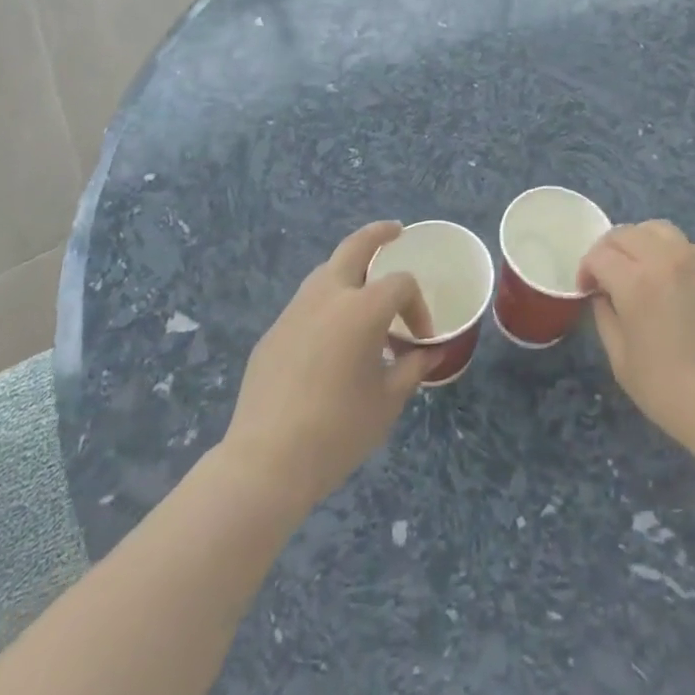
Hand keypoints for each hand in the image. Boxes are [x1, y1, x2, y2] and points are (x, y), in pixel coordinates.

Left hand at [219, 221, 435, 511]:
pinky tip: (330, 339)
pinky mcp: (272, 333)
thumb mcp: (387, 402)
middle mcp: (328, 297)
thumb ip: (412, 369)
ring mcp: (294, 312)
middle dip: (378, 235)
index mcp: (363, 308)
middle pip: (355, 247)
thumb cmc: (338, 431)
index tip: (421, 340)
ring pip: (325, 272)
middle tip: (395, 231)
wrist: (266, 463)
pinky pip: (306, 305)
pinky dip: (325, 305)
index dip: (418, 308)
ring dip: (348, 270)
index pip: (401, 286)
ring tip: (363, 290)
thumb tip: (428, 353)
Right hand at [579, 220, 694, 458]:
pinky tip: (670, 279)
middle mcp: (665, 259)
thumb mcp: (621, 361)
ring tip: (638, 268)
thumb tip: (602, 294)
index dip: (586, 269)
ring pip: (657, 229)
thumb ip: (605, 317)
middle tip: (606, 276)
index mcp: (636, 282)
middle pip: (626, 233)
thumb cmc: (670, 390)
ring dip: (639, 242)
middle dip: (608, 250)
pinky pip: (685, 245)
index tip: (587, 290)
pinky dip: (668, 251)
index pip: (600, 254)